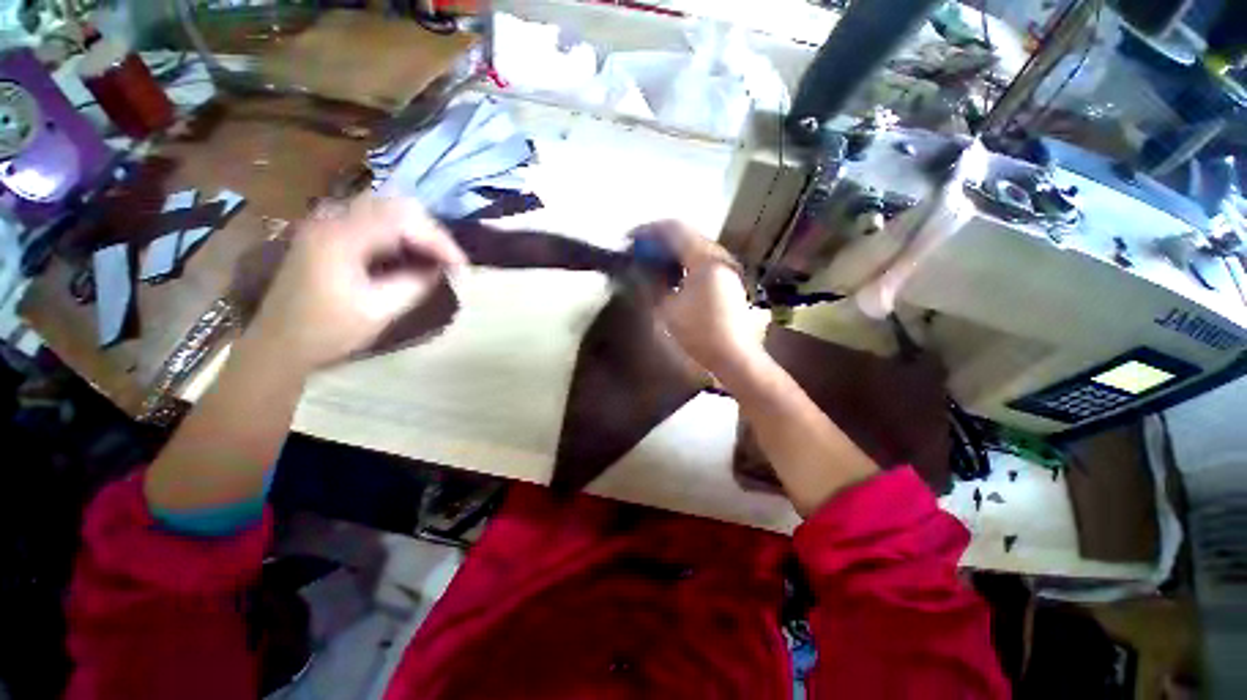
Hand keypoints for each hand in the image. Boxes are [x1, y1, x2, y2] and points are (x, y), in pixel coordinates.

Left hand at [247, 195, 466, 371]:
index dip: (439, 240)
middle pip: (396, 205)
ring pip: (385, 208)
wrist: (279, 344)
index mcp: (341, 237)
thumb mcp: (380, 310)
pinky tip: (410, 255)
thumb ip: (415, 283)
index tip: (461, 266)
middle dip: (430, 231)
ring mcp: (328, 223)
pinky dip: (399, 233)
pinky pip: (373, 220)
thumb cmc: (327, 331)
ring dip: (416, 230)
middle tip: (449, 259)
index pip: (404, 220)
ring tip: (435, 257)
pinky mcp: (329, 233)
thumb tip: (440, 268)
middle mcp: (332, 218)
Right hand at [647, 221, 762, 376]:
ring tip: (650, 263)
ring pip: (693, 248)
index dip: (648, 231)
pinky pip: (700, 261)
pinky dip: (682, 263)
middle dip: (659, 241)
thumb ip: (652, 283)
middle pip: (685, 235)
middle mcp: (719, 255)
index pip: (673, 229)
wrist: (734, 357)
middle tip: (637, 252)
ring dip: (670, 252)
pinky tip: (670, 275)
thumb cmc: (699, 333)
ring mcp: (726, 267)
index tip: (628, 240)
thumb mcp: (668, 309)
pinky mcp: (727, 280)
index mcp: (705, 257)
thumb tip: (639, 267)